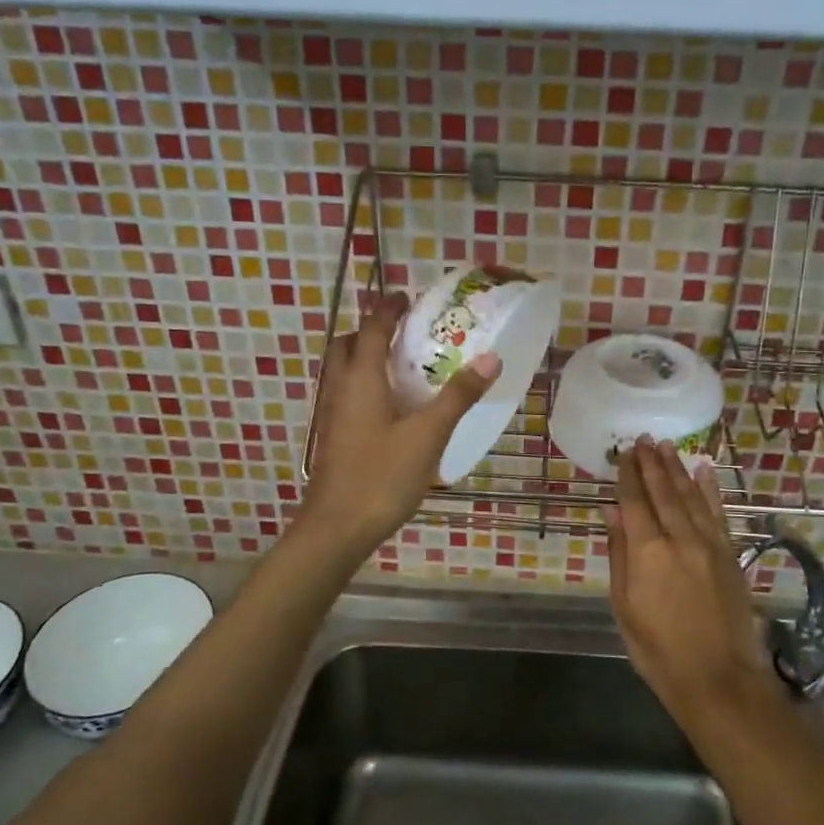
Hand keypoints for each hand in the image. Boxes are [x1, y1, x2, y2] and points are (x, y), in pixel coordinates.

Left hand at [301, 291, 500, 554]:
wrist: (337, 528)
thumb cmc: (382, 475)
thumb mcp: (428, 434)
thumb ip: (458, 395)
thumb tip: (490, 357)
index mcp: (360, 379)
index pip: (372, 329)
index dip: (388, 309)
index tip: (406, 296)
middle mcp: (340, 389)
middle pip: (348, 346)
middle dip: (371, 330)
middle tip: (403, 331)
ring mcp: (333, 415)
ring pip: (344, 371)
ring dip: (366, 357)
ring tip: (402, 365)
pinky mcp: (334, 438)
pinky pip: (347, 394)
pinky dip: (365, 384)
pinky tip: (392, 407)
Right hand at [605, 439, 783, 730]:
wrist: (718, 679)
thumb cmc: (658, 649)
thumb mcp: (624, 606)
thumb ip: (619, 554)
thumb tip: (611, 511)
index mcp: (648, 551)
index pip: (635, 501)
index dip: (628, 475)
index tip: (623, 452)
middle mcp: (680, 538)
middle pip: (664, 491)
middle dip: (651, 463)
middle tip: (642, 439)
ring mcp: (709, 543)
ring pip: (691, 495)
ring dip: (677, 468)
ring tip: (666, 445)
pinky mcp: (730, 553)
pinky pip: (718, 512)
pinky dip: (710, 488)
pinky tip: (704, 470)